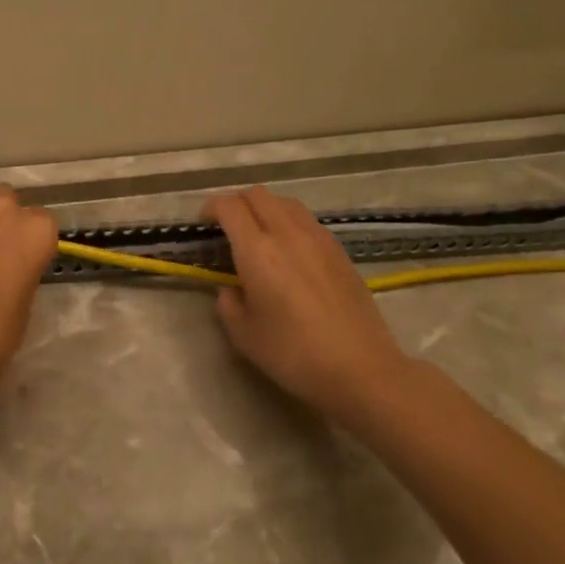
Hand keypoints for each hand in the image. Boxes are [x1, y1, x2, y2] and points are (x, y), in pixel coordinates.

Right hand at [203, 186, 413, 416]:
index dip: (210, 208)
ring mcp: (319, 239)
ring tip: (259, 237)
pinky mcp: (340, 251)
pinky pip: (307, 221)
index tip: (204, 226)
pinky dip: (290, 224)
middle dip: (237, 204)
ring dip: (266, 209)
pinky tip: (290, 253)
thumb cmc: (293, 354)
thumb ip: (228, 303)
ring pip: (286, 202)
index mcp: (258, 251)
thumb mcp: (243, 335)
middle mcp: (288, 234)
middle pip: (258, 194)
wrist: (360, 368)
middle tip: (228, 229)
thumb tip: (232, 288)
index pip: (229, 206)